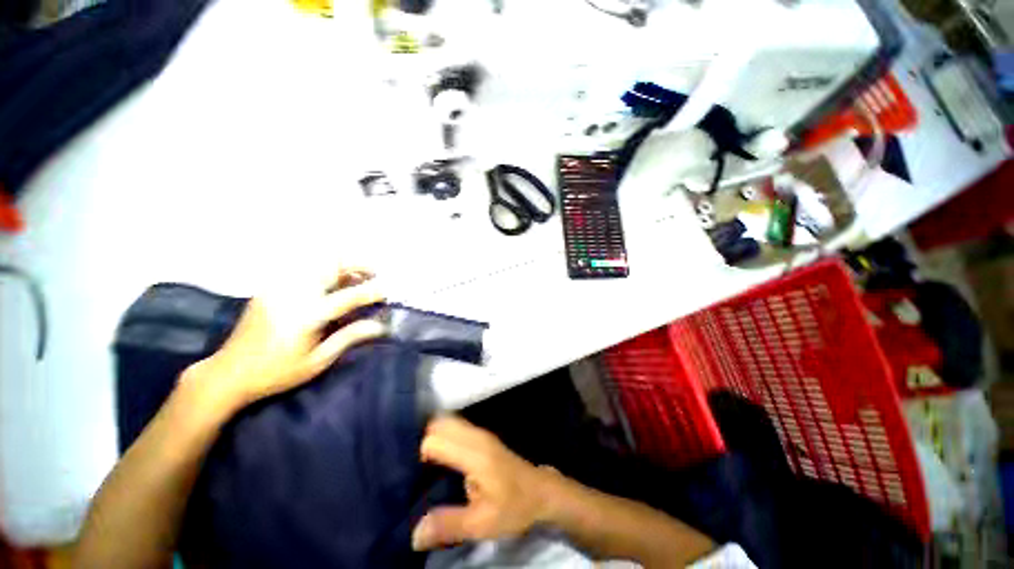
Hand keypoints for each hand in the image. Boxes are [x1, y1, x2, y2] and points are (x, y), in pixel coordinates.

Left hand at [180, 268, 386, 414]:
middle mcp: (293, 294)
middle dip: (357, 265)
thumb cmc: (277, 372)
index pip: (349, 296)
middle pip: (331, 266)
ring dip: (341, 267)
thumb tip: (380, 325)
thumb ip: (350, 337)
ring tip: (355, 279)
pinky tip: (330, 285)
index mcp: (307, 315)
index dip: (372, 291)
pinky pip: (303, 271)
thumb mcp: (318, 360)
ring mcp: (279, 288)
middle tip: (373, 274)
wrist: (228, 373)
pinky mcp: (269, 288)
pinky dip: (323, 272)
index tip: (388, 291)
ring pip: (316, 264)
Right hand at [412, 416, 560, 550]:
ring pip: (447, 422)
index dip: (417, 455)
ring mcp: (480, 433)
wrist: (541, 492)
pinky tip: (435, 457)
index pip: (434, 440)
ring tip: (418, 462)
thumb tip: (413, 534)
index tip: (408, 475)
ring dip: (431, 436)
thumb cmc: (514, 506)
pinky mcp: (482, 437)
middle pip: (439, 424)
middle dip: (421, 440)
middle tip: (409, 467)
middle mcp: (475, 436)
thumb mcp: (482, 523)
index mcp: (474, 453)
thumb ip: (448, 525)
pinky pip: (455, 427)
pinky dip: (442, 435)